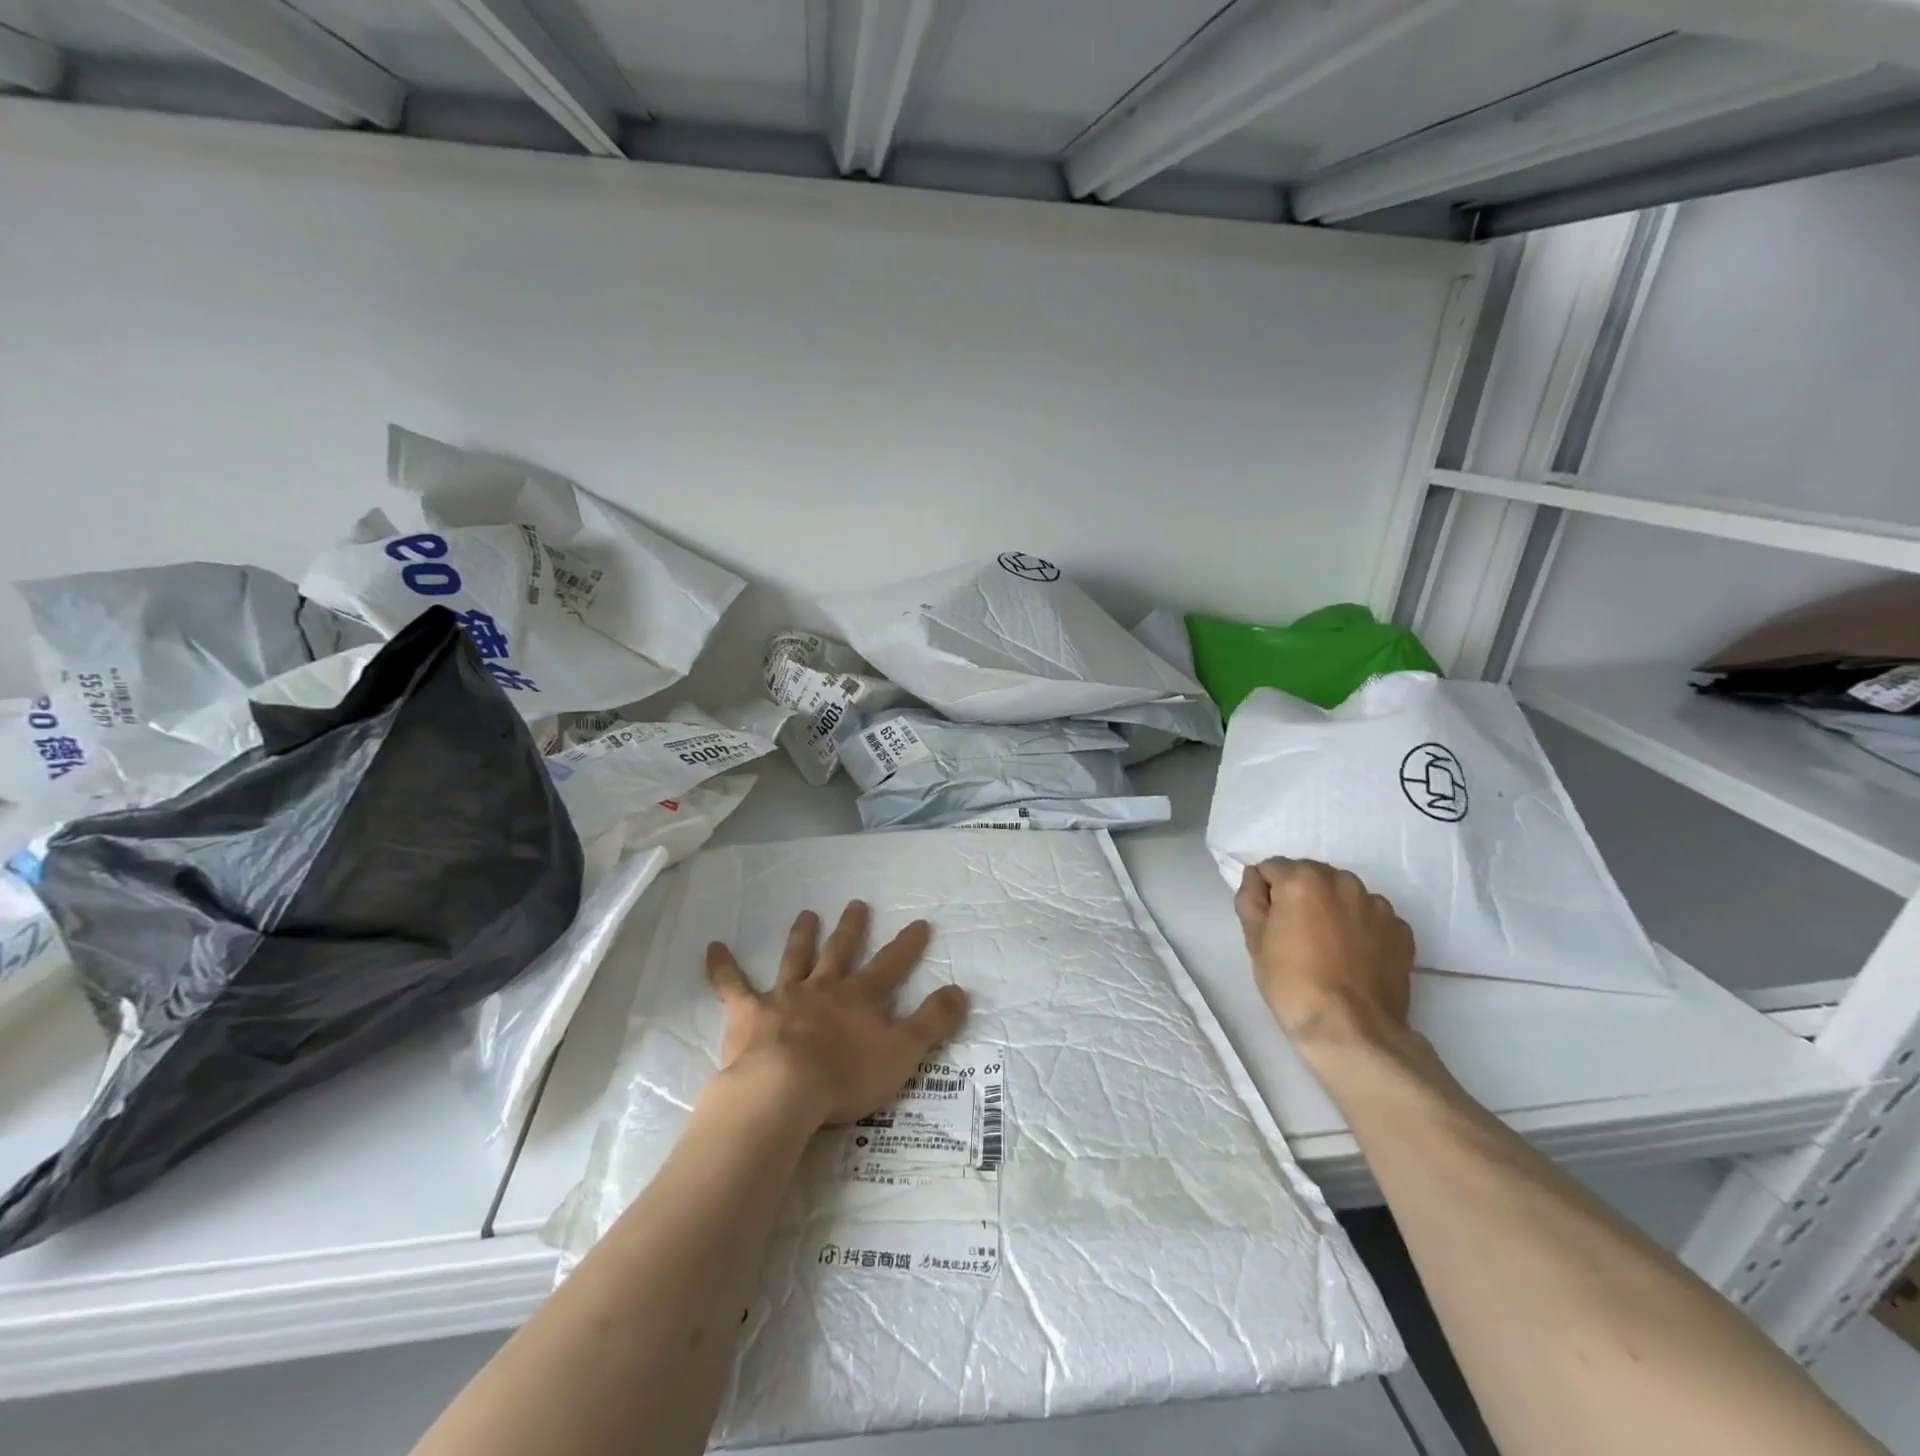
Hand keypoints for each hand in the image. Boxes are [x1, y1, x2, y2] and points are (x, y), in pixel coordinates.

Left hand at [705, 900, 968, 1126]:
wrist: (784, 1091)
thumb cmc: (846, 1076)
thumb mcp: (903, 1053)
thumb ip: (933, 1022)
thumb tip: (961, 990)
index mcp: (860, 998)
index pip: (891, 965)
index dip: (907, 944)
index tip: (919, 922)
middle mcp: (824, 988)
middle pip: (841, 951)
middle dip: (851, 928)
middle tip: (856, 903)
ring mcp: (785, 998)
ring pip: (796, 959)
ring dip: (802, 936)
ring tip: (806, 914)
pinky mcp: (749, 1014)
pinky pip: (733, 986)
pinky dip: (723, 967)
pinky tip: (712, 947)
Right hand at [1234, 859, 1414, 1051]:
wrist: (1351, 1030)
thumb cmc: (1292, 983)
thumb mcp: (1254, 940)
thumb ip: (1249, 898)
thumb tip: (1255, 879)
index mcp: (1302, 879)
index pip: (1272, 868)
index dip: (1264, 892)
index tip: (1267, 921)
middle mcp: (1343, 881)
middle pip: (1311, 875)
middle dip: (1300, 895)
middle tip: (1295, 934)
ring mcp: (1377, 905)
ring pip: (1343, 894)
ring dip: (1331, 908)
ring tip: (1327, 947)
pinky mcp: (1401, 930)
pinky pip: (1371, 917)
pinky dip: (1360, 927)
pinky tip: (1353, 957)